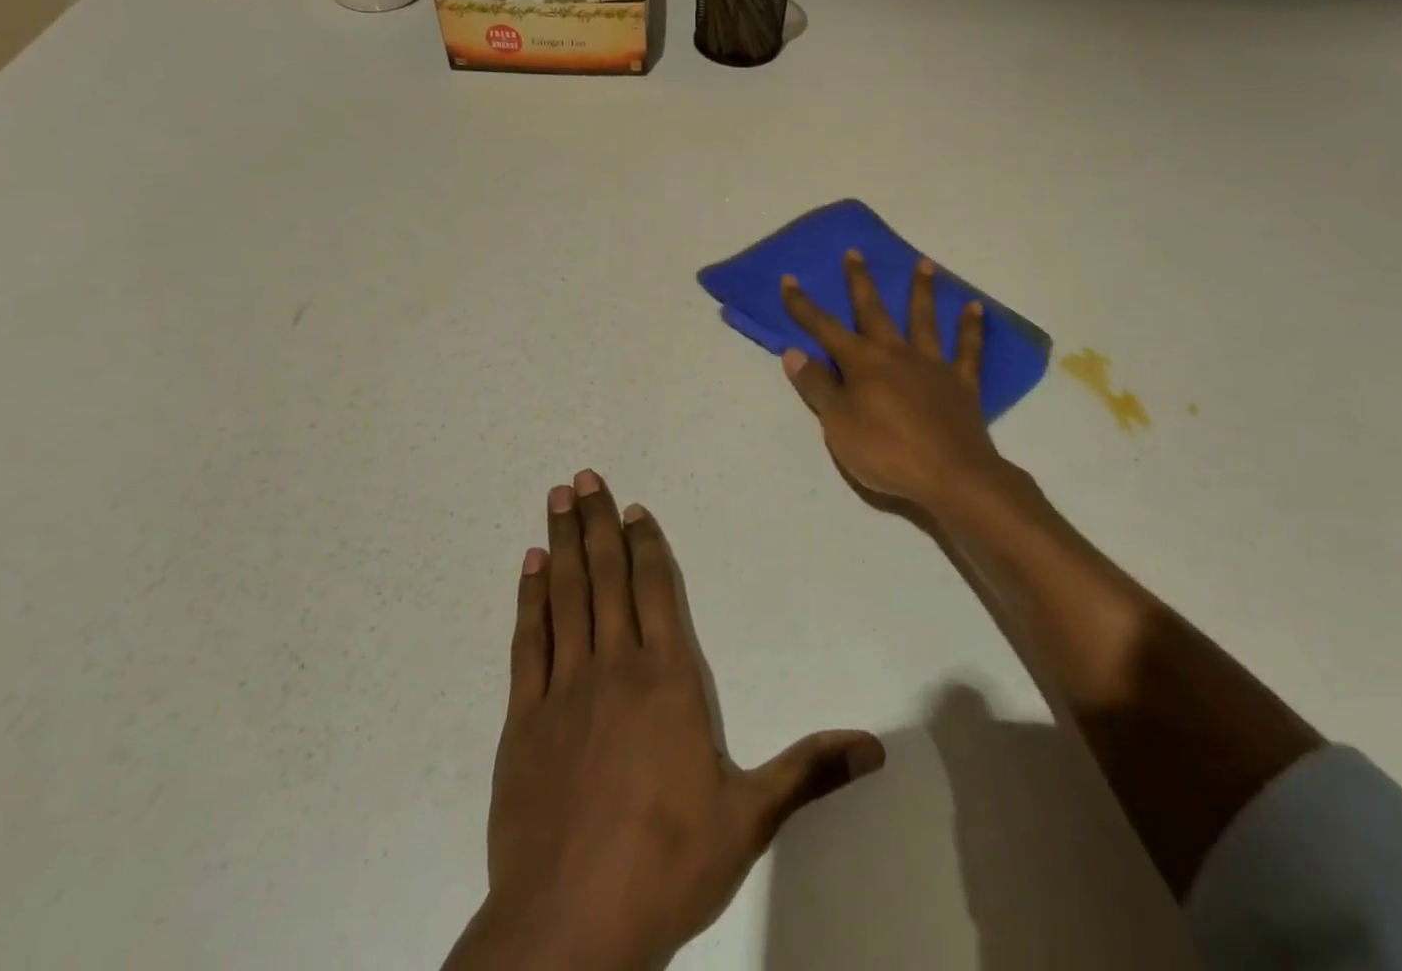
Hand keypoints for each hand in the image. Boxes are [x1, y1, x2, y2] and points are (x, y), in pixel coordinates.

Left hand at [445, 471, 884, 970]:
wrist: (566, 930)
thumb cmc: (665, 863)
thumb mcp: (748, 818)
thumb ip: (808, 770)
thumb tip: (877, 746)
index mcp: (668, 680)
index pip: (657, 591)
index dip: (646, 545)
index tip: (635, 507)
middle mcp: (616, 667)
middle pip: (607, 577)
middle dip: (598, 524)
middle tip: (584, 477)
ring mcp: (565, 690)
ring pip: (566, 596)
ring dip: (563, 544)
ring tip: (558, 498)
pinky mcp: (524, 720)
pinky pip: (530, 642)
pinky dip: (530, 599)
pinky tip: (530, 566)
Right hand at [780, 252, 1019, 512]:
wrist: (951, 476)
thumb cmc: (886, 453)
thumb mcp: (838, 425)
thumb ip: (818, 387)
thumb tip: (793, 352)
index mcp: (863, 364)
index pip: (825, 329)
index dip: (804, 306)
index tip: (789, 280)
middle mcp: (896, 354)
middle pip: (874, 312)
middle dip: (860, 282)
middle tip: (855, 252)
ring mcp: (932, 366)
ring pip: (924, 320)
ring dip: (922, 291)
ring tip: (924, 263)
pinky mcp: (961, 384)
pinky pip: (968, 350)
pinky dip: (971, 328)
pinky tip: (975, 308)